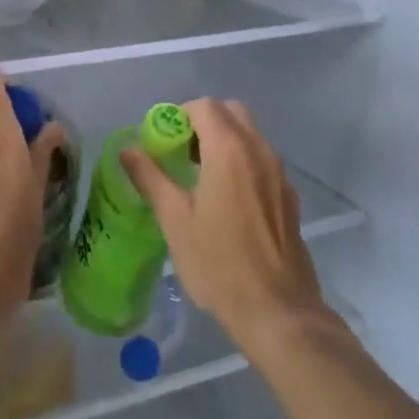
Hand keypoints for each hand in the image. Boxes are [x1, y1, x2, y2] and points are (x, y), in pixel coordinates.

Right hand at [123, 98, 324, 348]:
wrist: (278, 311)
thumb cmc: (219, 263)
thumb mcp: (175, 220)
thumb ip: (151, 178)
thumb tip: (128, 150)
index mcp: (229, 150)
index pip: (204, 107)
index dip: (179, 115)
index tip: (162, 141)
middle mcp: (259, 151)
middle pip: (231, 113)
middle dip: (204, 122)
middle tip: (181, 152)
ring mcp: (279, 174)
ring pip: (250, 135)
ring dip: (224, 141)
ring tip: (200, 177)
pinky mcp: (289, 196)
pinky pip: (262, 161)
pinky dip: (242, 162)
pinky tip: (227, 201)